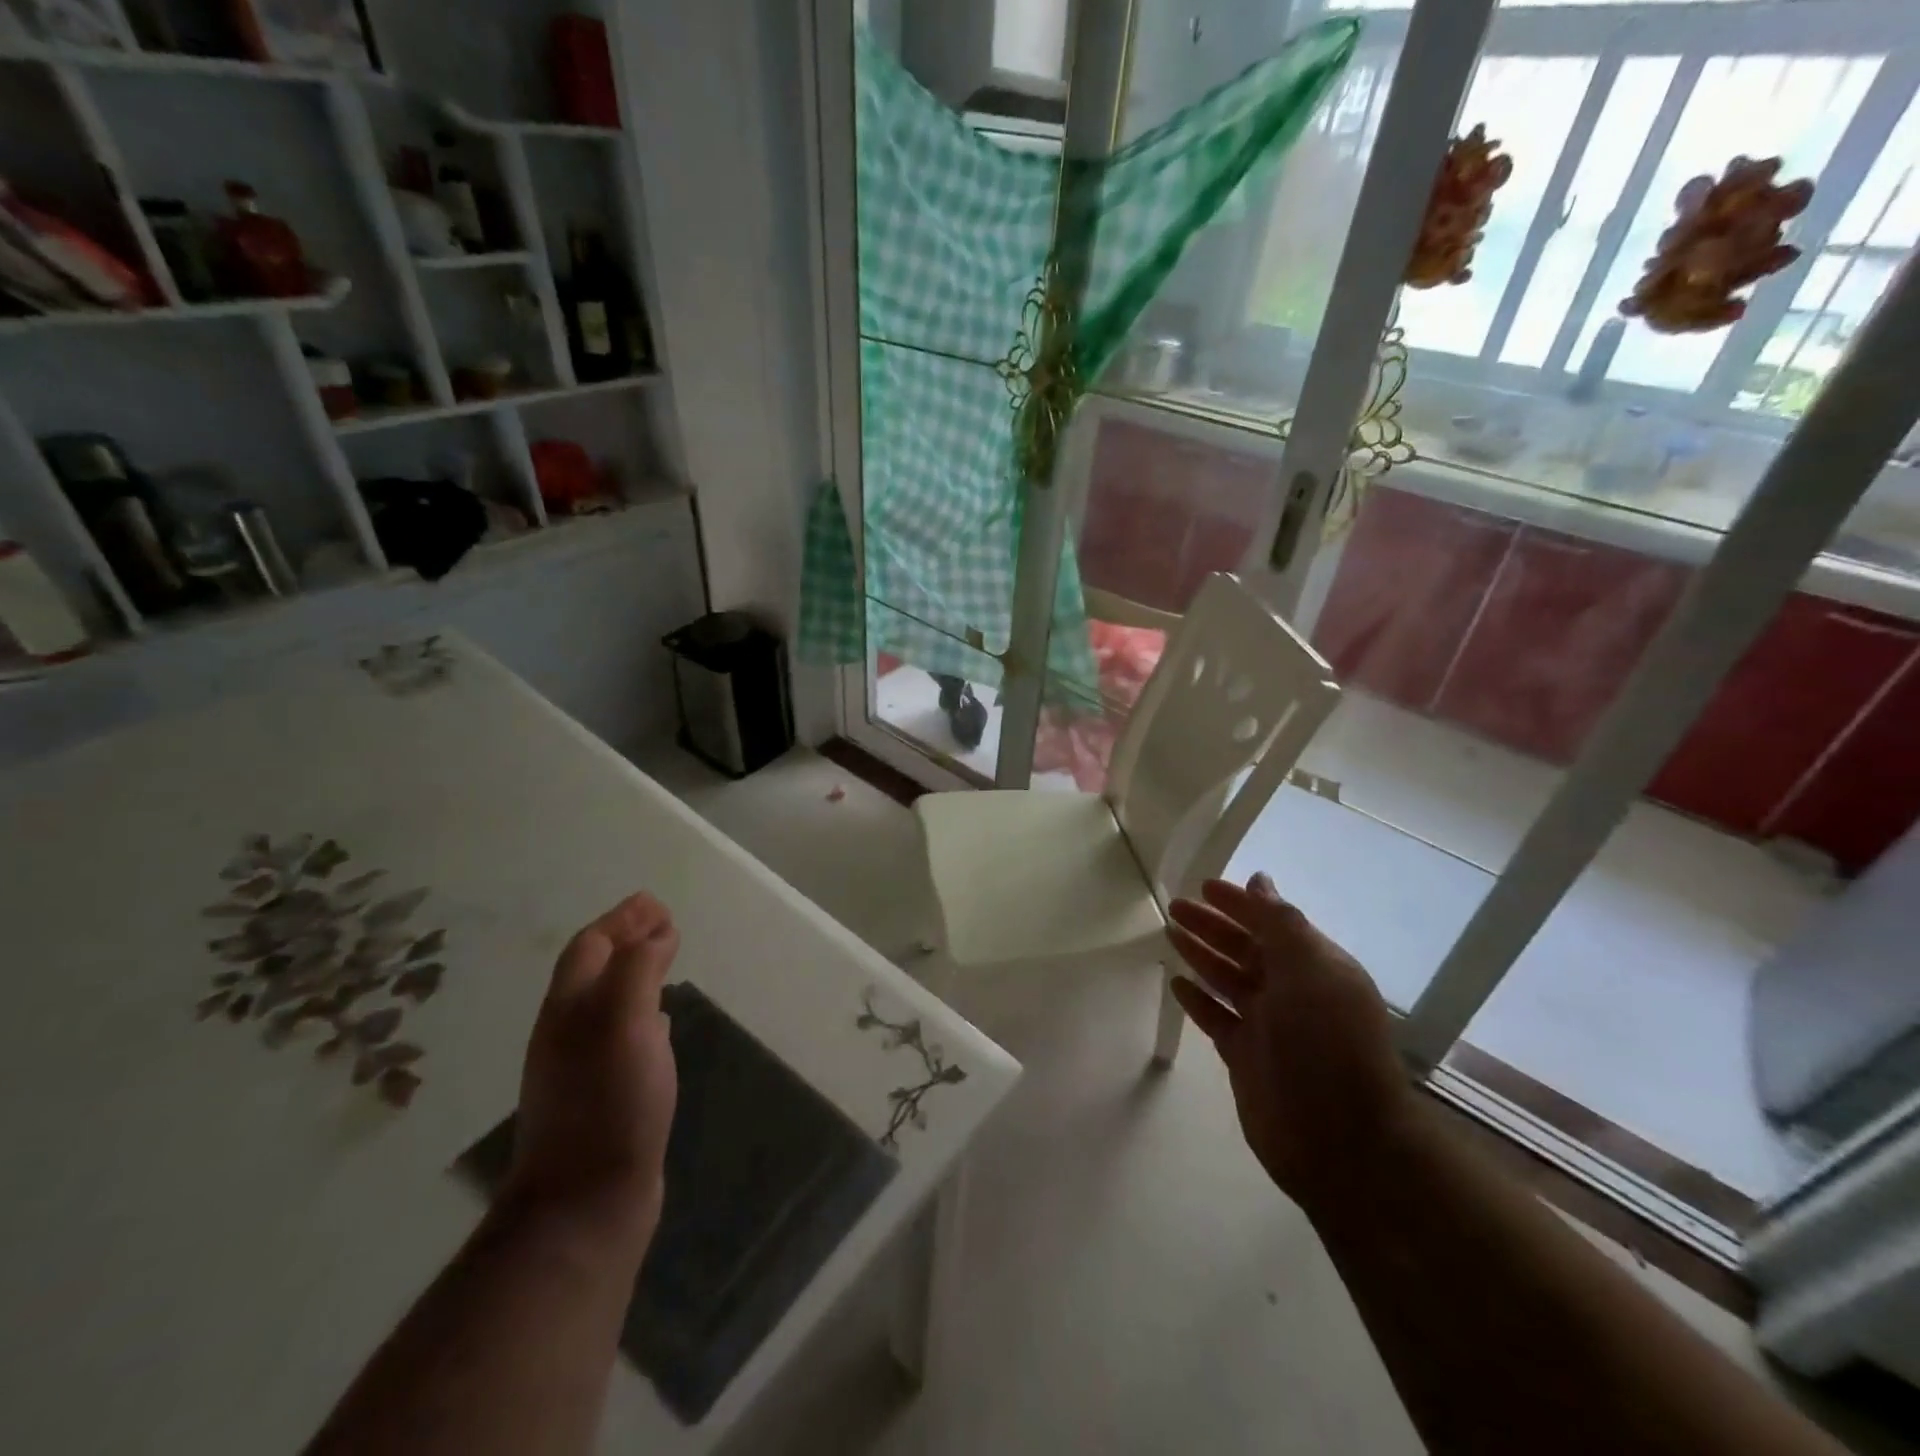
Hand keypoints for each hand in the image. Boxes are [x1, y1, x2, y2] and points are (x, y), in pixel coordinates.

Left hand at [506, 893, 680, 1254]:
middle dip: (626, 941)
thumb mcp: (623, 1023)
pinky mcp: (605, 1095)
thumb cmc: (608, 1102)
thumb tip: (657, 934)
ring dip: (635, 974)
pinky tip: (661, 1022)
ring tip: (665, 961)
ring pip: (608, 1003)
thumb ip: (638, 971)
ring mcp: (584, 1067)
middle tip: (663, 923)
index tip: (654, 902)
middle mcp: (569, 1032)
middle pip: (594, 972)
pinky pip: (622, 1036)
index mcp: (569, 1010)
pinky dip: (643, 1013)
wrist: (584, 1204)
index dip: (620, 920)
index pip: (589, 947)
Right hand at [1168, 874, 1412, 1207]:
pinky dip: (1197, 999)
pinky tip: (1176, 982)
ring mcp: (1268, 1025)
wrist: (1340, 1141)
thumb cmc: (1327, 1044)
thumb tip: (1260, 882)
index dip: (1239, 903)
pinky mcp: (1246, 1056)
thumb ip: (1281, 923)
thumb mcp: (1311, 970)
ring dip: (1201, 954)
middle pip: (1245, 948)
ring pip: (1227, 978)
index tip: (1203, 886)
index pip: (1271, 923)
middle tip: (1174, 906)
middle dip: (1212, 925)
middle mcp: (1292, 992)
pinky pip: (1216, 1017)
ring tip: (1170, 932)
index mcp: (1315, 966)